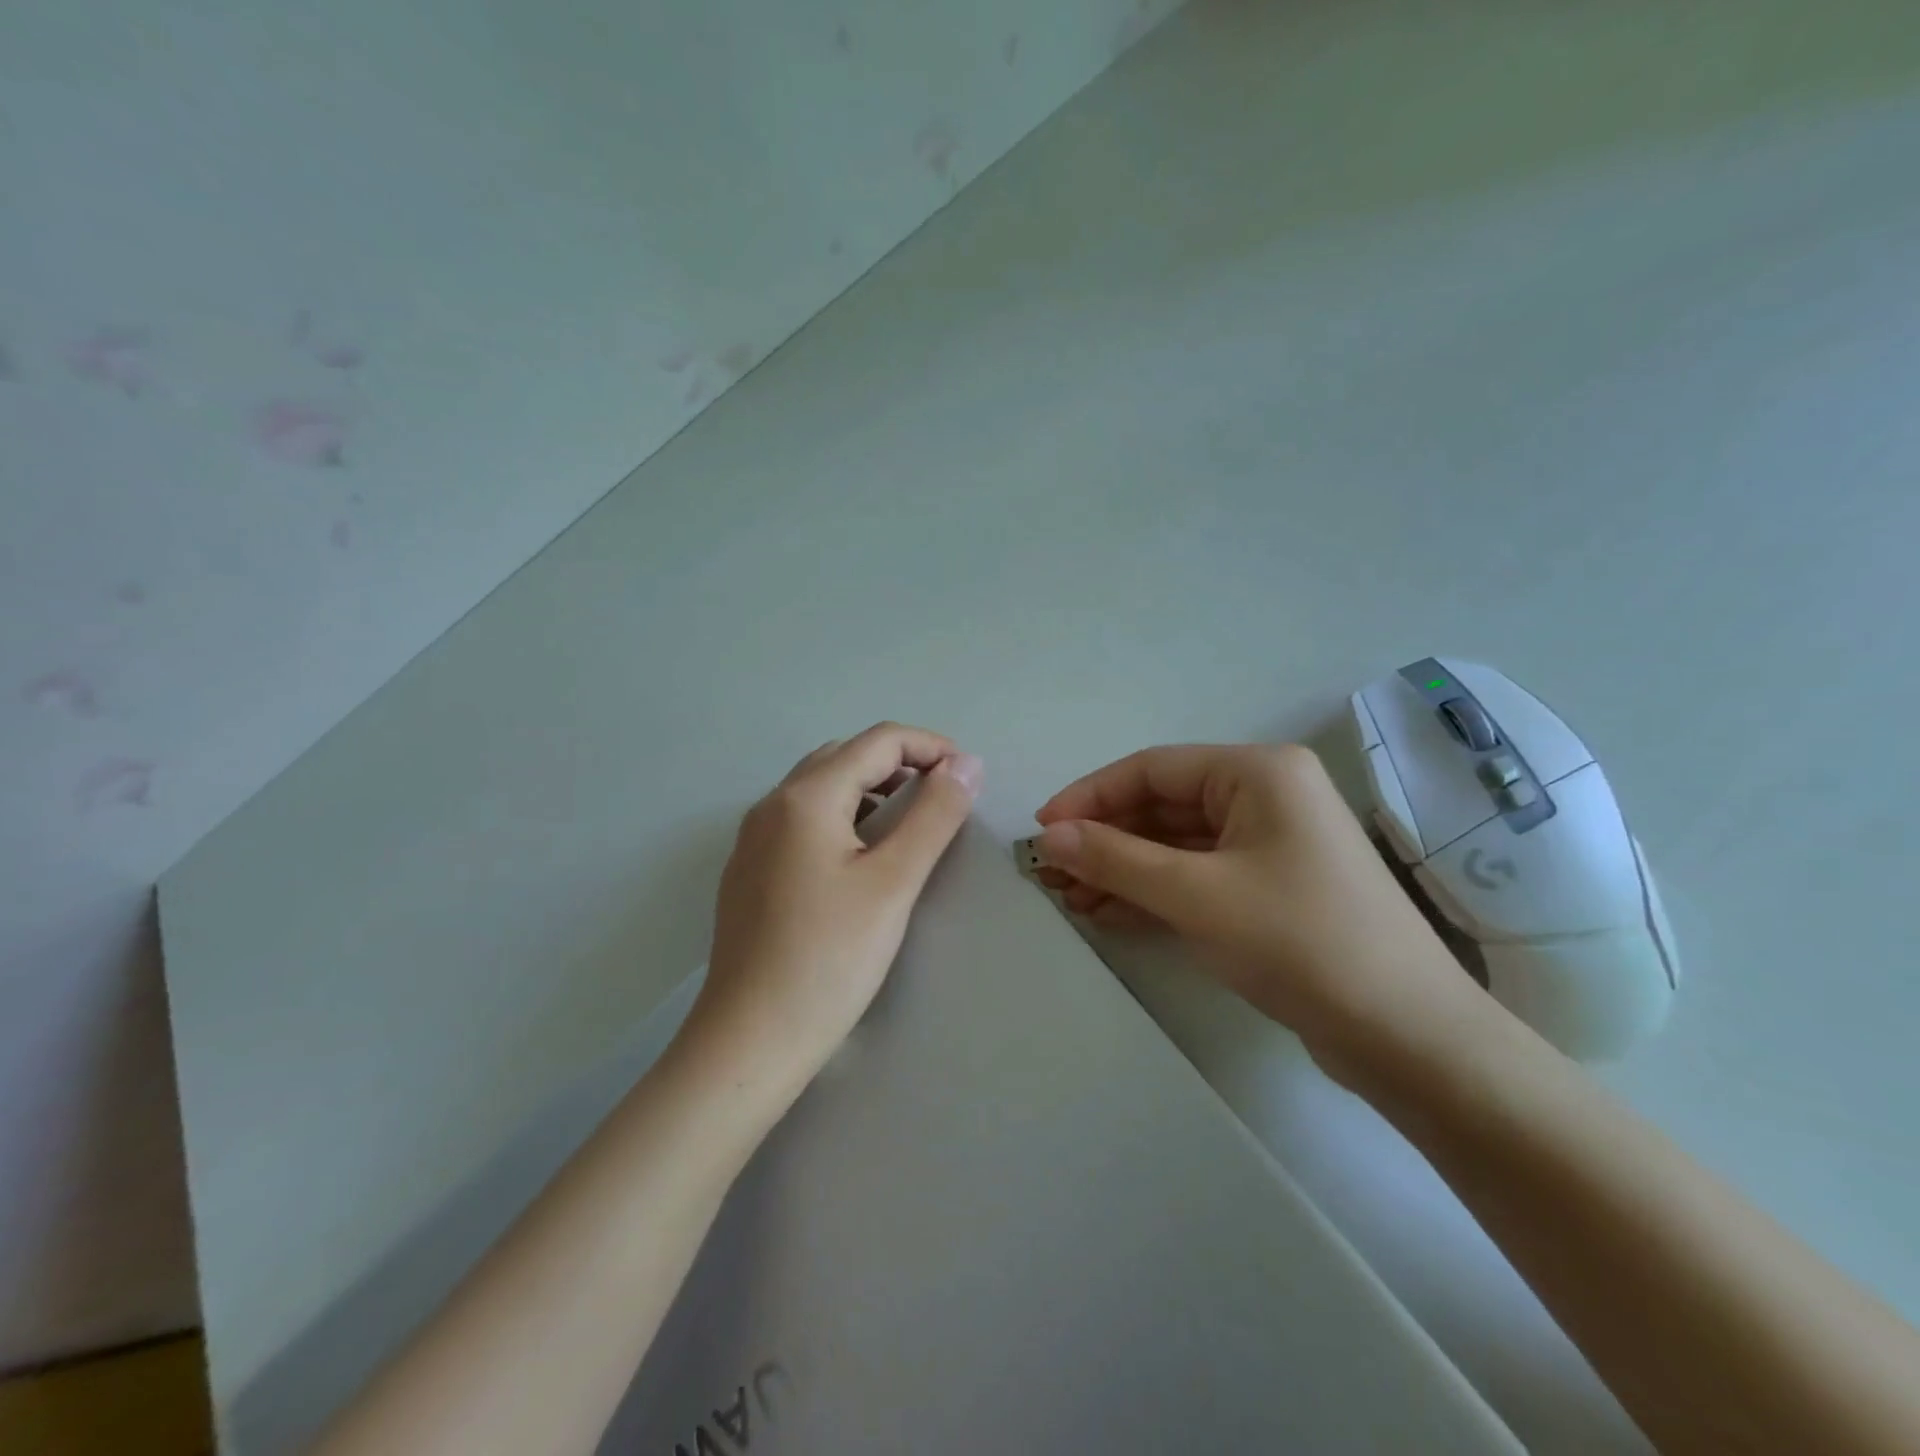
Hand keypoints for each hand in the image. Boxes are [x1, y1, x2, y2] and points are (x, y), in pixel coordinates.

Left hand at [688, 723, 982, 1089]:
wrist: (750, 1039)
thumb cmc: (829, 958)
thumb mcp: (894, 882)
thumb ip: (934, 815)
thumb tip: (967, 764)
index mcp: (805, 796)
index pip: (878, 740)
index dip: (931, 747)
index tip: (969, 777)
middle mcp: (772, 804)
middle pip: (845, 755)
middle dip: (901, 763)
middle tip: (943, 798)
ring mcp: (754, 837)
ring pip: (821, 786)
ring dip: (871, 787)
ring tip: (910, 822)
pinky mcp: (749, 869)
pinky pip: (802, 818)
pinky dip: (843, 815)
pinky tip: (860, 856)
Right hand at [1034, 743, 1481, 1080]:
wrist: (1406, 1035)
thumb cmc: (1298, 941)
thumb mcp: (1195, 894)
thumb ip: (1115, 858)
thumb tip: (1048, 836)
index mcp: (1256, 772)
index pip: (1151, 769)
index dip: (1089, 797)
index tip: (1041, 830)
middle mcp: (1265, 795)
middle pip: (1162, 806)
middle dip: (1104, 840)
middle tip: (1050, 874)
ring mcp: (1269, 843)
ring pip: (1175, 844)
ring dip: (1122, 869)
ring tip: (1068, 899)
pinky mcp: (1269, 887)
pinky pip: (1196, 875)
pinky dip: (1153, 892)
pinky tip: (1107, 912)